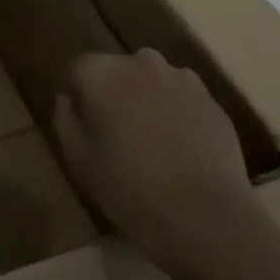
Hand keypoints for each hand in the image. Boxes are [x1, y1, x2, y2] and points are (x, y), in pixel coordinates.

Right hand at [53, 50, 255, 263]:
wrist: (203, 214)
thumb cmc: (126, 185)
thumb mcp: (77, 157)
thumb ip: (65, 118)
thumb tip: (68, 98)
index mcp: (104, 73)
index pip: (79, 67)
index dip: (76, 93)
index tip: (79, 121)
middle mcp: (144, 64)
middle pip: (118, 70)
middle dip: (112, 92)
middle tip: (112, 131)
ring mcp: (184, 80)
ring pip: (152, 82)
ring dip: (145, 101)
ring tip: (148, 141)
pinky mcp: (213, 101)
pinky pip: (182, 99)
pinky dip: (175, 114)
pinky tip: (176, 149)